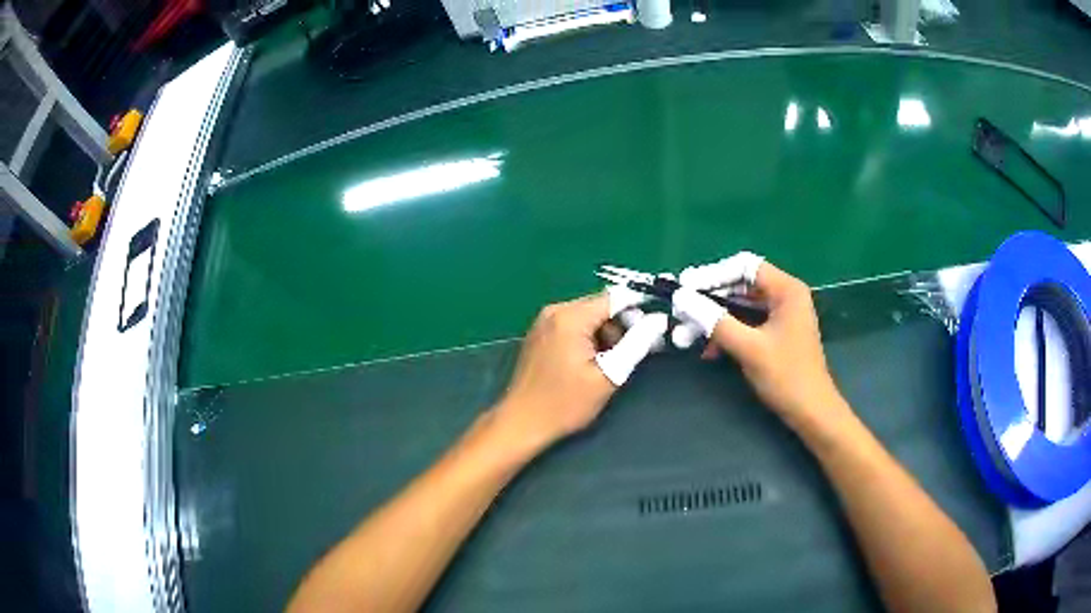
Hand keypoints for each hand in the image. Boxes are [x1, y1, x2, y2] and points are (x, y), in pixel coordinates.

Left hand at [493, 293, 666, 453]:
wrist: (521, 422)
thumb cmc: (566, 403)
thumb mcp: (608, 375)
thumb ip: (636, 344)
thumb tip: (659, 320)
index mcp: (571, 317)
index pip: (615, 297)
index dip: (639, 310)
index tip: (654, 330)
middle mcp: (555, 310)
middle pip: (601, 305)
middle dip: (622, 324)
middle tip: (633, 353)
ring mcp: (544, 320)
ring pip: (588, 315)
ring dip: (605, 333)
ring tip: (611, 363)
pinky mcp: (540, 333)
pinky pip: (573, 324)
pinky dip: (588, 337)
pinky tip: (592, 362)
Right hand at [673, 257, 846, 427]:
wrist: (812, 413)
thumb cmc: (786, 377)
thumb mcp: (748, 348)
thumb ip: (714, 321)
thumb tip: (681, 298)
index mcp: (786, 290)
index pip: (744, 266)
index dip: (713, 274)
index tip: (685, 288)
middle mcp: (784, 295)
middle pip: (740, 285)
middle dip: (709, 300)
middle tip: (680, 310)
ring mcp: (781, 315)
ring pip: (740, 306)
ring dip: (714, 319)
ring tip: (685, 335)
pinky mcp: (775, 334)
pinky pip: (746, 323)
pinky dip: (726, 333)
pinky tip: (708, 350)